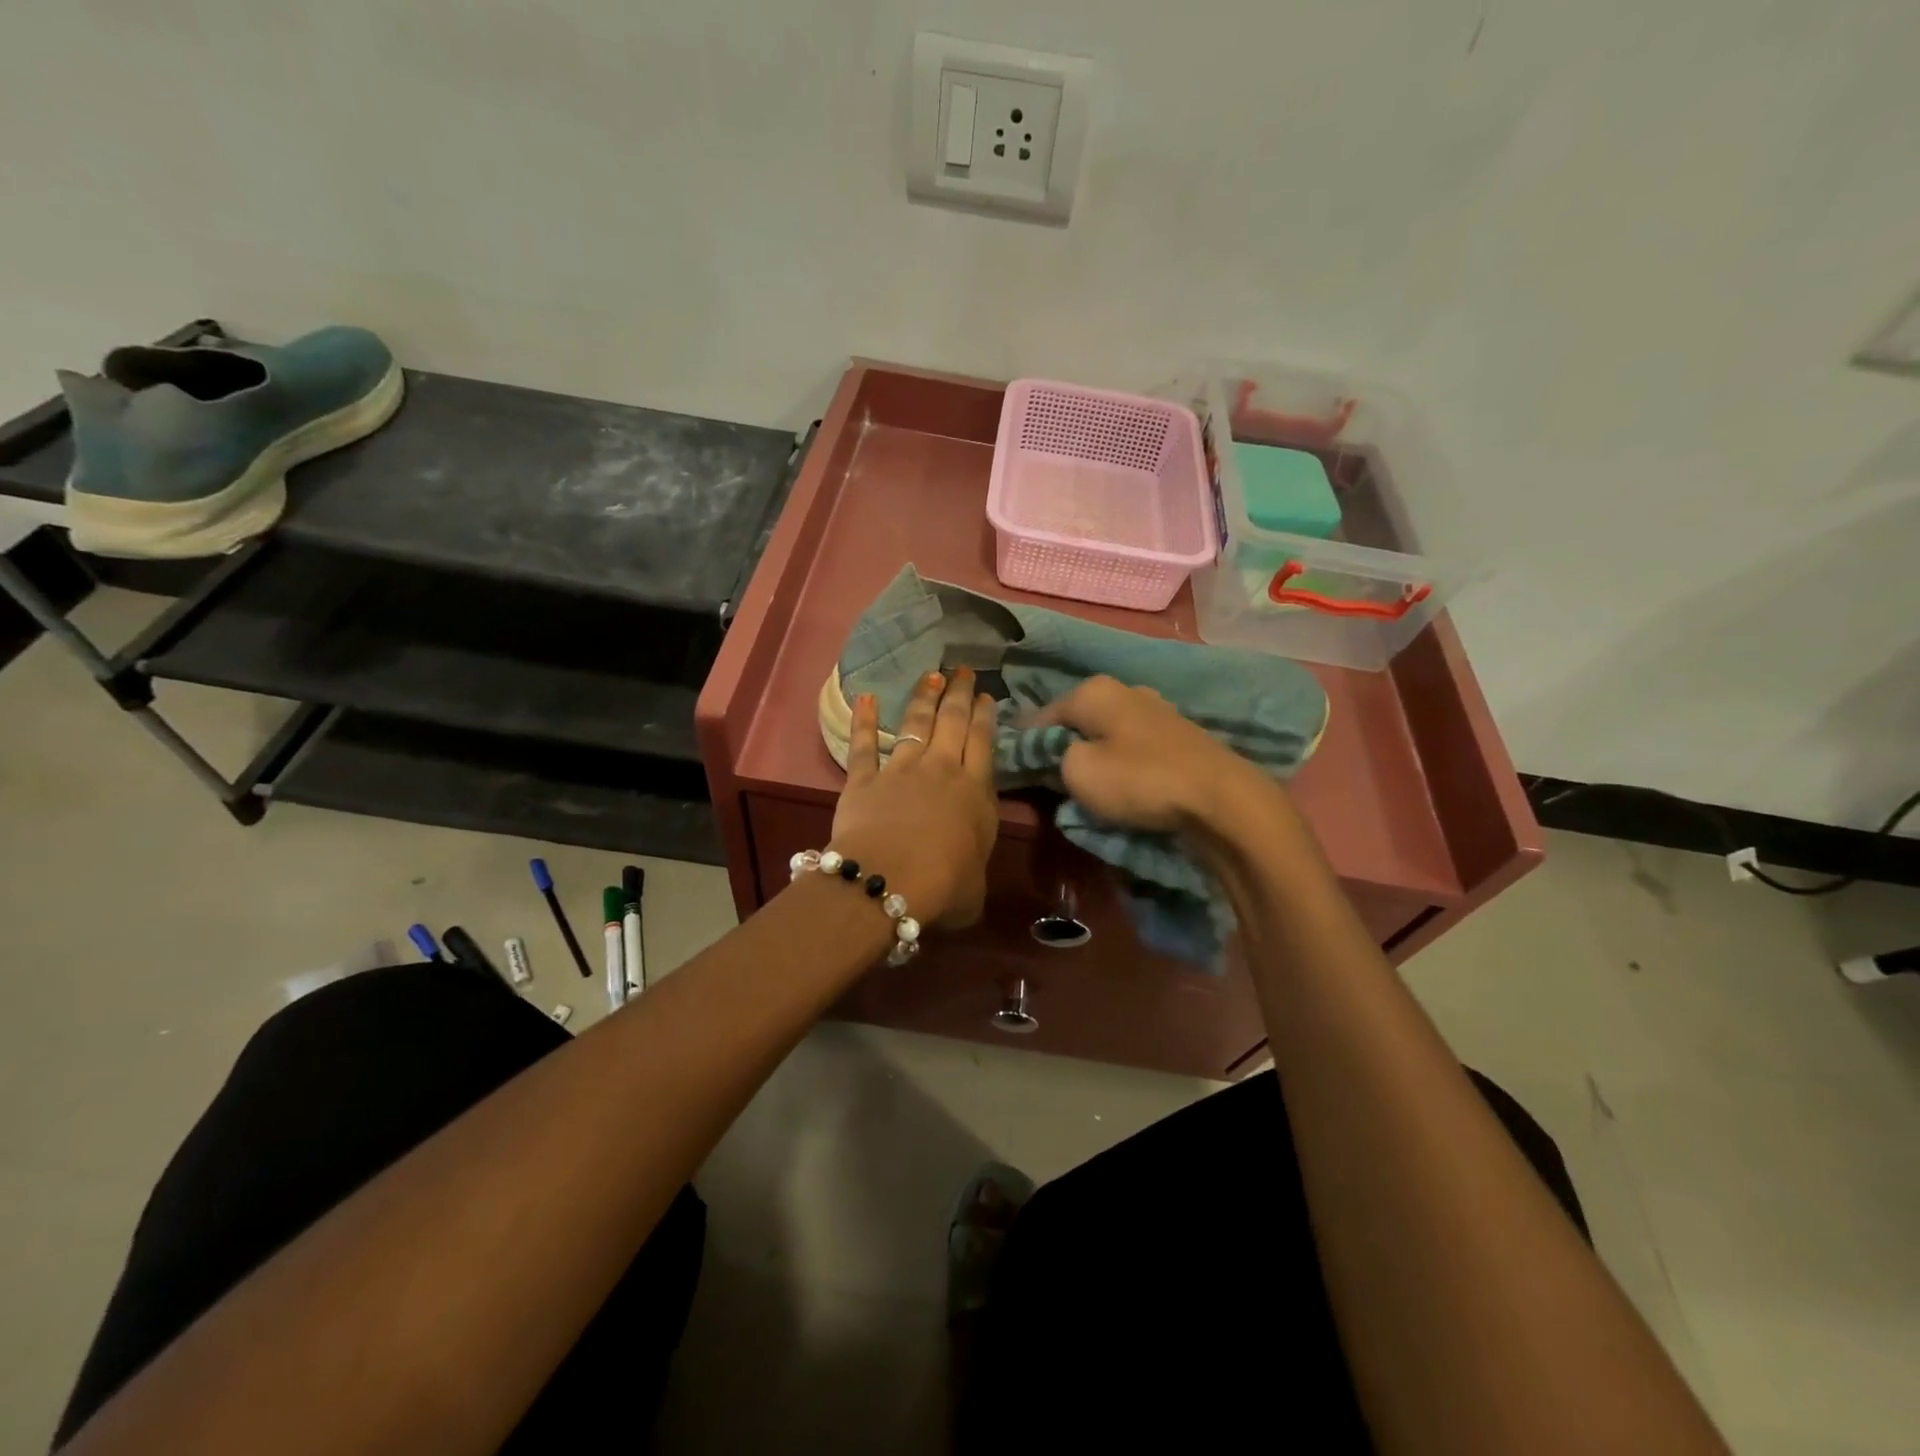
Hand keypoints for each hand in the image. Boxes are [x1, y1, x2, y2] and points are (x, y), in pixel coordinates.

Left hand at [831, 669, 1000, 927]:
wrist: (888, 881)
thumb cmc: (943, 888)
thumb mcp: (976, 886)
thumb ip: (973, 866)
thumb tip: (968, 869)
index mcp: (975, 793)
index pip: (983, 743)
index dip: (985, 716)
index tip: (987, 696)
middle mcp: (941, 771)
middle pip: (953, 723)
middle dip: (960, 694)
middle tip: (963, 671)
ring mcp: (901, 770)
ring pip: (915, 724)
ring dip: (924, 697)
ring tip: (931, 675)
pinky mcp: (864, 779)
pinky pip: (864, 745)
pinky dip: (864, 720)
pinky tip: (865, 697)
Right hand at [1034, 675, 1273, 833]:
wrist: (1221, 799)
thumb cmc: (1139, 780)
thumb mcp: (1077, 772)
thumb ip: (1053, 757)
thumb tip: (1055, 753)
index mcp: (1093, 691)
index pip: (1041, 715)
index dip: (1025, 742)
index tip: (1015, 768)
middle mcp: (1124, 690)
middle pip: (1076, 720)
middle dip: (1061, 746)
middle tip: (1049, 780)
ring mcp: (1155, 710)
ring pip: (1106, 732)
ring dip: (1093, 755)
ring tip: (1086, 786)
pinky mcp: (1178, 734)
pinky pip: (1133, 746)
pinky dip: (1121, 762)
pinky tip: (1123, 783)